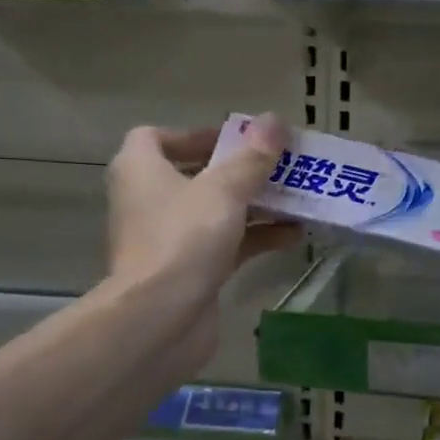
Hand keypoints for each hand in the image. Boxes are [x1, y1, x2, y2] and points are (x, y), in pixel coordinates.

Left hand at [104, 113, 299, 379]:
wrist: (160, 319)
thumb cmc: (183, 239)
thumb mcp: (224, 190)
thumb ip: (252, 156)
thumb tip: (274, 120)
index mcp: (141, 170)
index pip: (155, 138)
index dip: (194, 134)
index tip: (234, 140)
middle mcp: (149, 201)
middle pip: (196, 174)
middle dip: (240, 170)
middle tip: (279, 166)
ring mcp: (169, 238)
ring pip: (217, 211)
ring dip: (256, 204)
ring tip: (298, 197)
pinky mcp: (190, 270)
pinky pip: (228, 243)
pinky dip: (257, 237)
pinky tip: (295, 236)